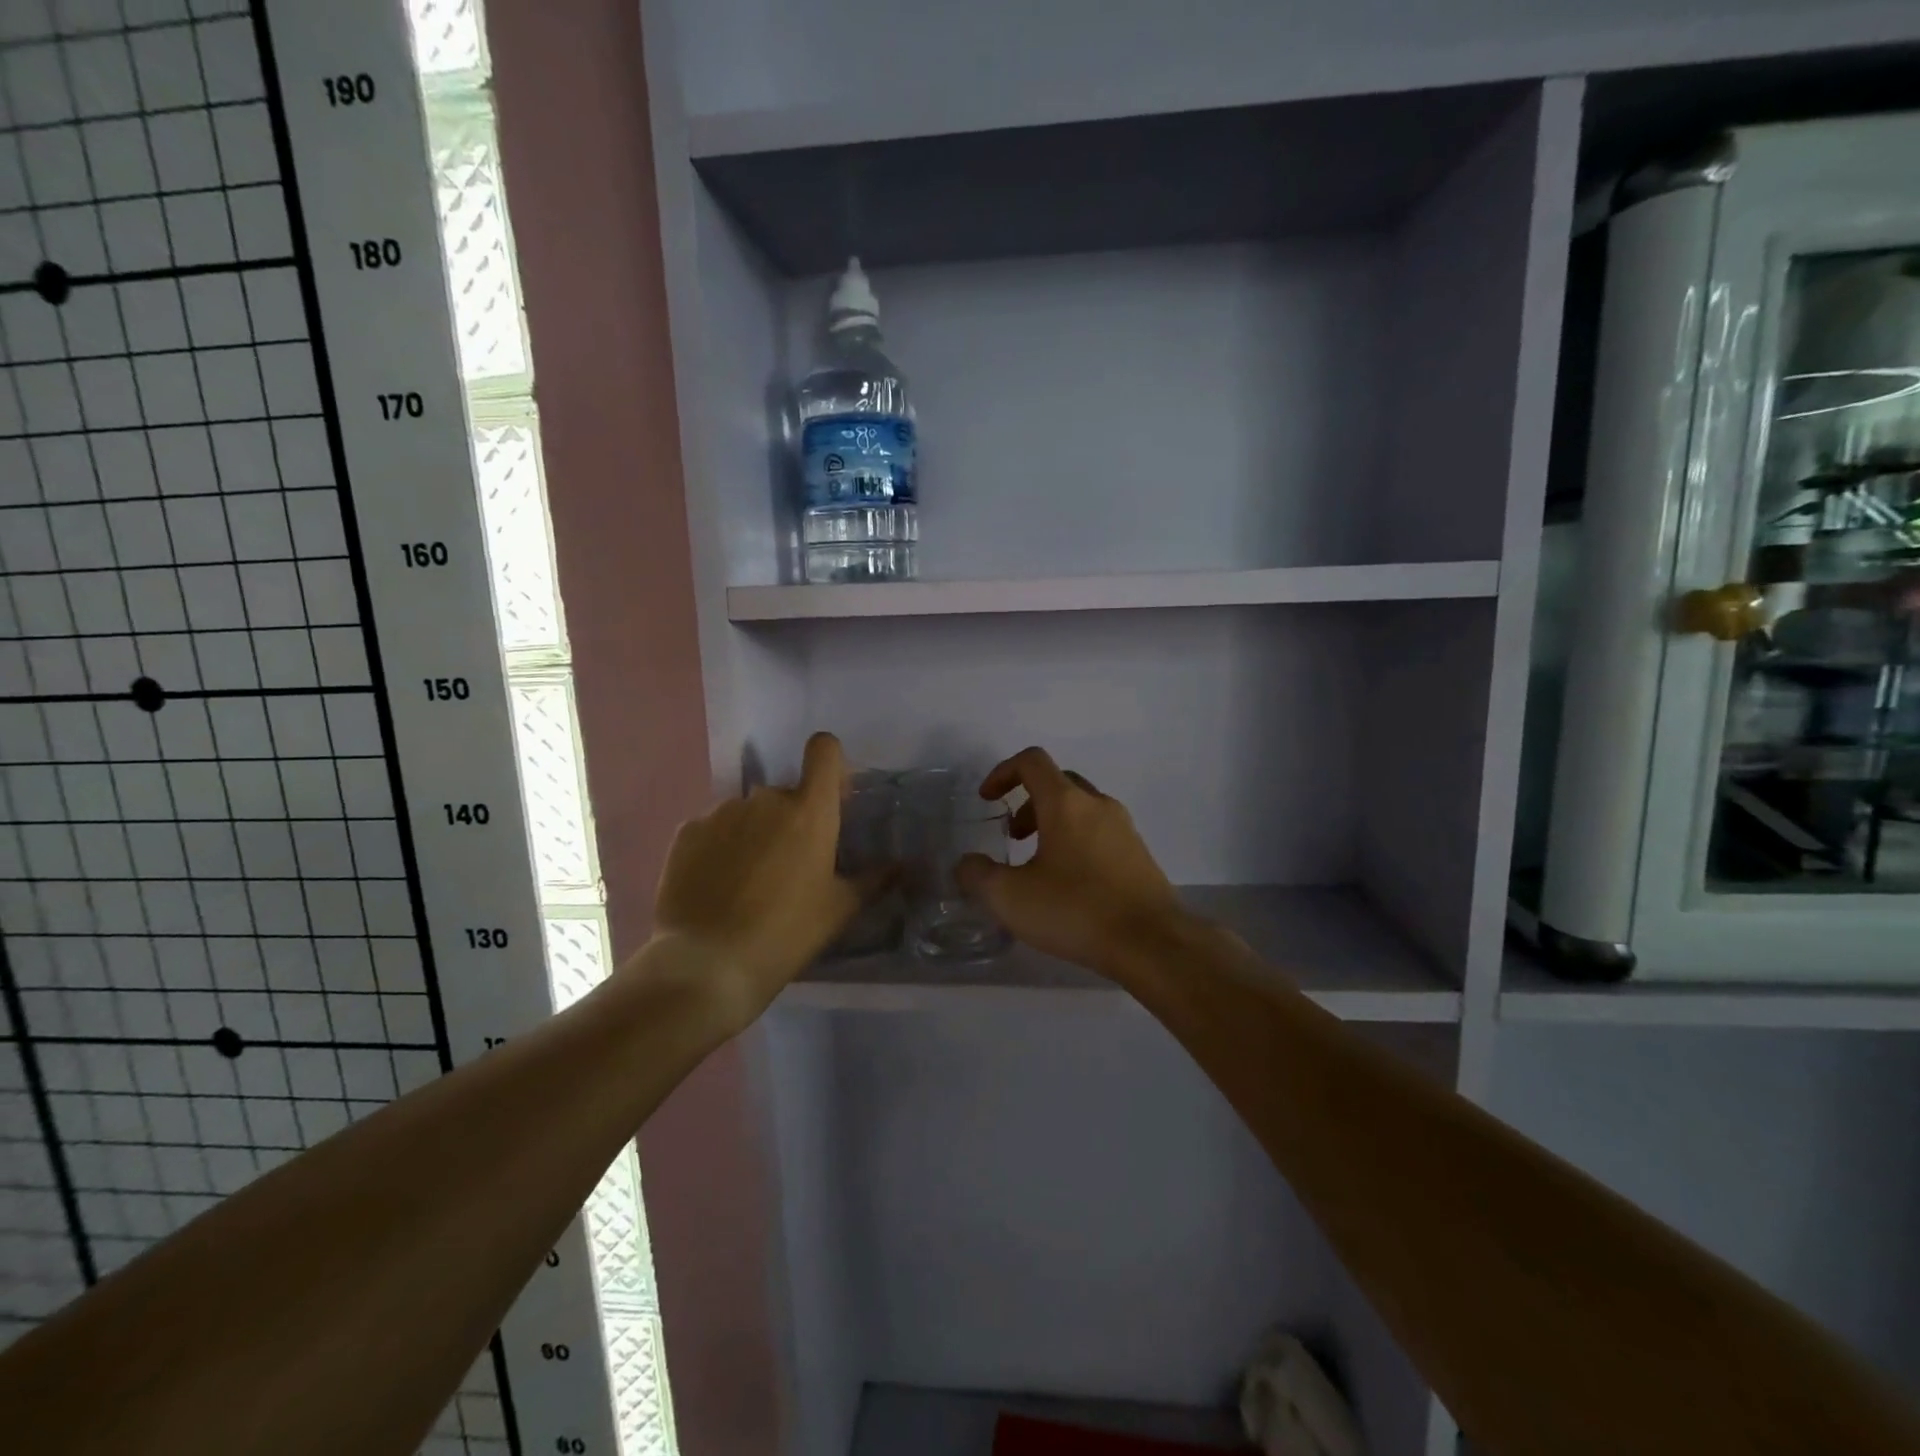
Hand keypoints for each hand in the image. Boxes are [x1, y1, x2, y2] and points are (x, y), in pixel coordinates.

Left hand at [652, 733, 866, 1027]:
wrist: (708, 964)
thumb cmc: (787, 933)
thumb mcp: (840, 910)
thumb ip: (874, 879)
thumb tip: (901, 865)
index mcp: (810, 810)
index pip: (824, 750)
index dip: (830, 763)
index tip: (830, 795)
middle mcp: (765, 799)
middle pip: (786, 793)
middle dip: (791, 819)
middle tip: (790, 865)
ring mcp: (721, 812)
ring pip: (748, 812)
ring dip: (754, 834)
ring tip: (747, 882)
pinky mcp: (686, 831)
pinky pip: (713, 828)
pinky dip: (719, 848)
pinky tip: (716, 886)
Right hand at [954, 746, 1185, 978]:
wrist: (1151, 944)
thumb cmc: (1076, 910)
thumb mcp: (1010, 898)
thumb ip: (979, 875)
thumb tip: (967, 864)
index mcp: (1066, 802)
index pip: (1032, 761)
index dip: (1003, 772)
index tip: (987, 799)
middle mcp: (1098, 805)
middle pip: (1058, 783)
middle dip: (1028, 802)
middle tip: (1013, 836)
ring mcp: (1124, 829)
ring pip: (1082, 809)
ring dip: (1053, 824)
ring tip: (1037, 865)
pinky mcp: (1139, 855)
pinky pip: (1100, 833)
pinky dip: (1076, 842)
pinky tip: (1069, 885)